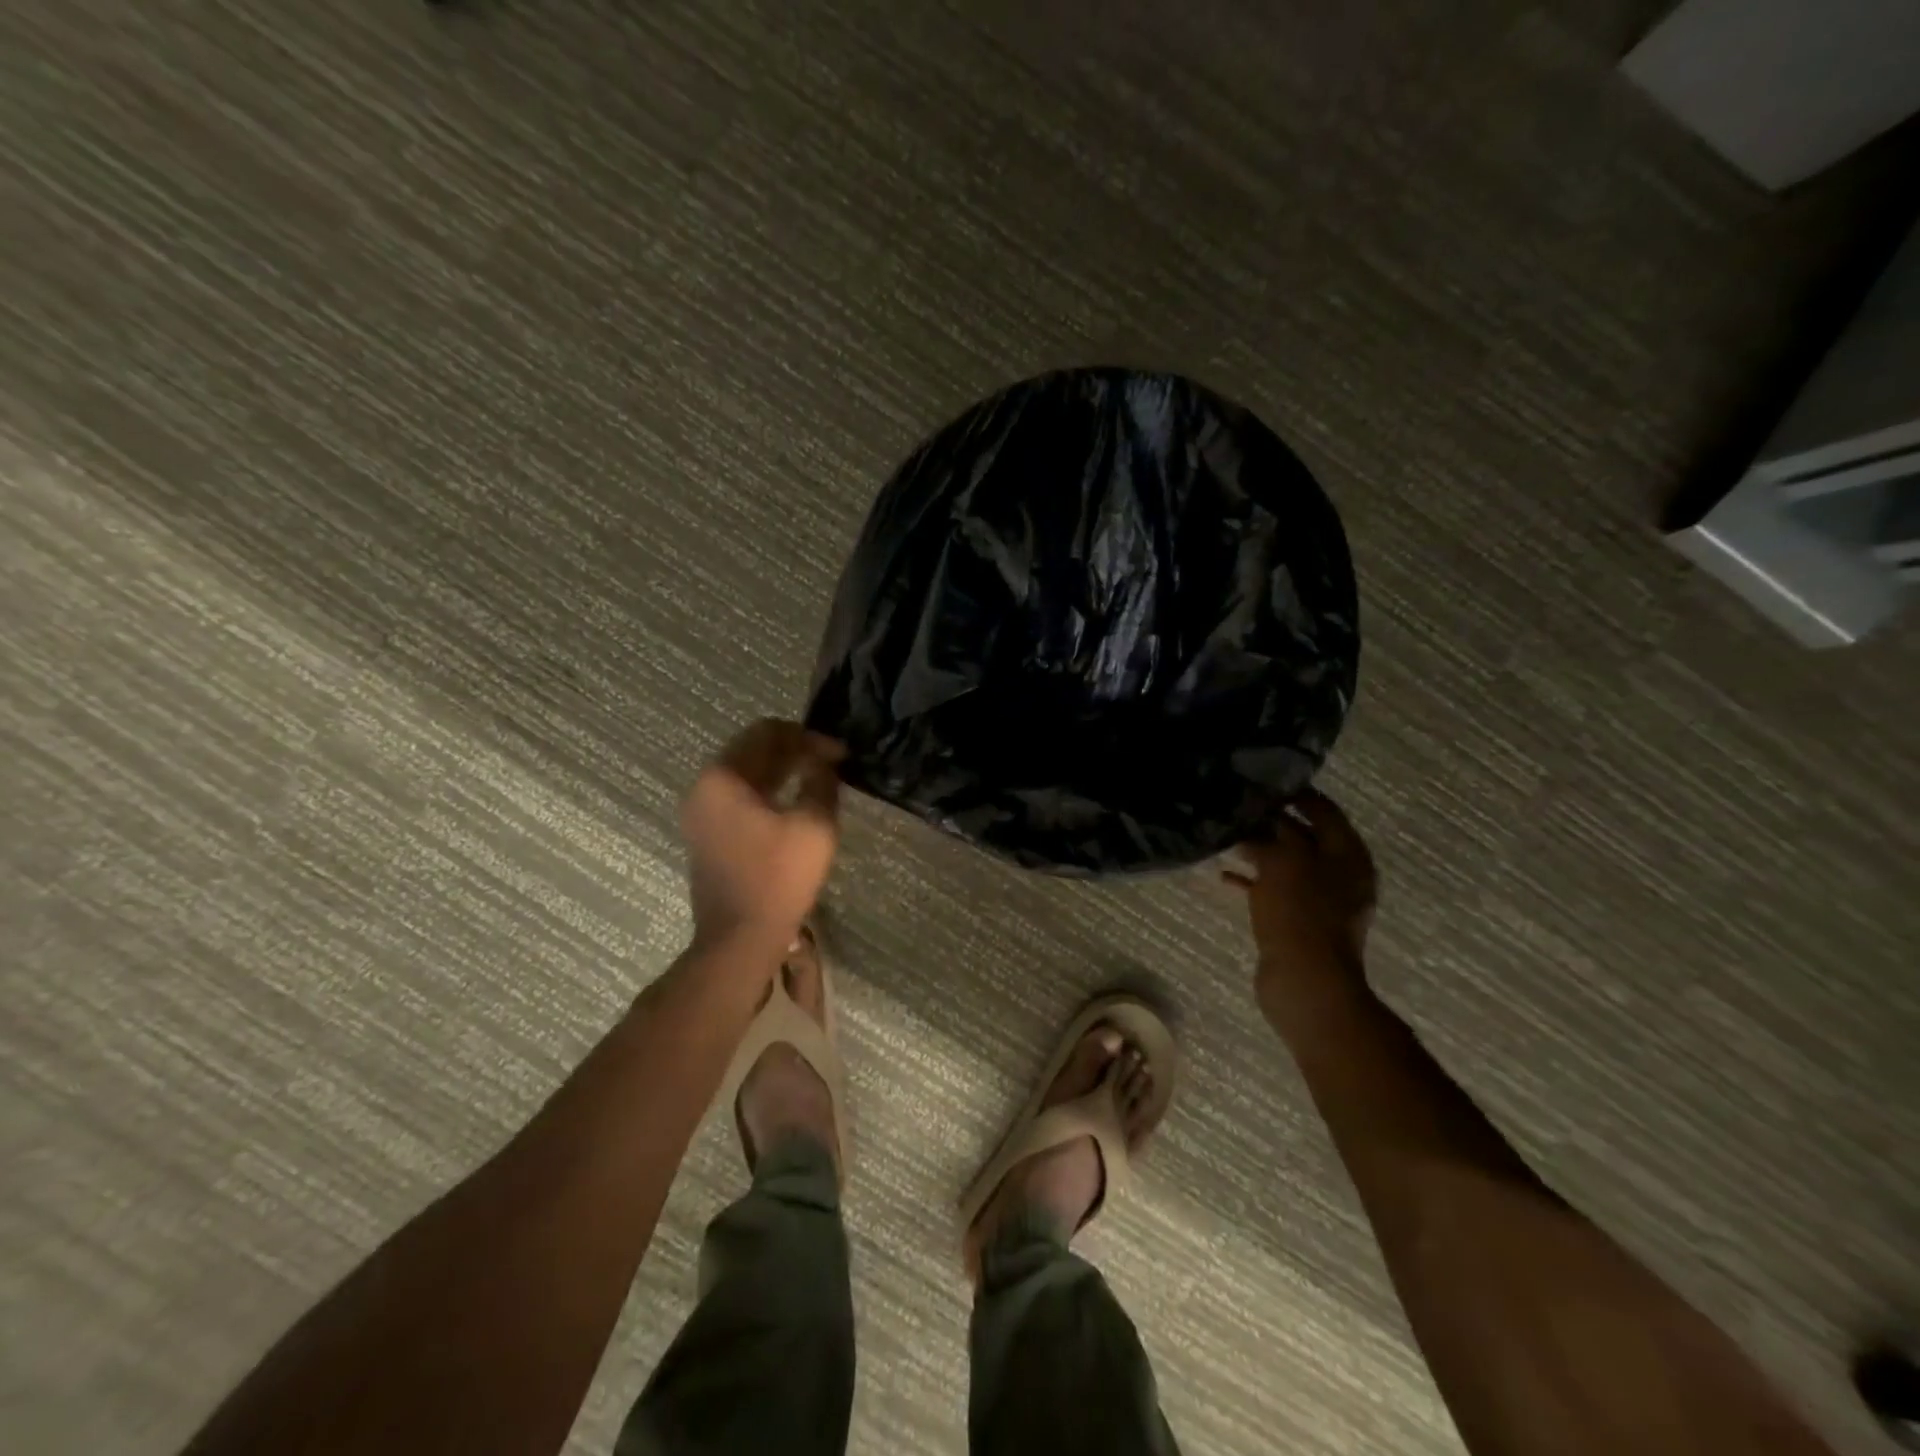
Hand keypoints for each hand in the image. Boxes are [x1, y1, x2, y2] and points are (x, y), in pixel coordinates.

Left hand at [681, 719, 845, 948]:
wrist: (739, 939)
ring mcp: (701, 812)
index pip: (767, 732)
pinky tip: (795, 801)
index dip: (808, 737)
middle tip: (832, 762)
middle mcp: (704, 787)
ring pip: (747, 773)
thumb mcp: (814, 825)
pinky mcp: (708, 834)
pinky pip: (740, 796)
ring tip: (818, 778)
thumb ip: (821, 783)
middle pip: (753, 749)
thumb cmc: (778, 878)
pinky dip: (769, 790)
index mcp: (723, 777)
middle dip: (795, 750)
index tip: (840, 753)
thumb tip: (824, 764)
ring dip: (783, 769)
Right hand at [1224, 790, 1377, 1025]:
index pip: (1324, 810)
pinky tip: (1225, 876)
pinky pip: (1274, 891)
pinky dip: (1253, 881)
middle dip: (1272, 822)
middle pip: (1304, 837)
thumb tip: (1262, 817)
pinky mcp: (1298, 922)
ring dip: (1258, 851)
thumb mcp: (1286, 861)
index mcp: (1348, 855)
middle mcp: (1339, 874)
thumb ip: (1275, 833)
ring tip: (1226, 837)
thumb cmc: (1301, 914)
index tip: (1264, 783)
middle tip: (1237, 808)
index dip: (1297, 795)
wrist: (1306, 982)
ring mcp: (1319, 901)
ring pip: (1286, 864)